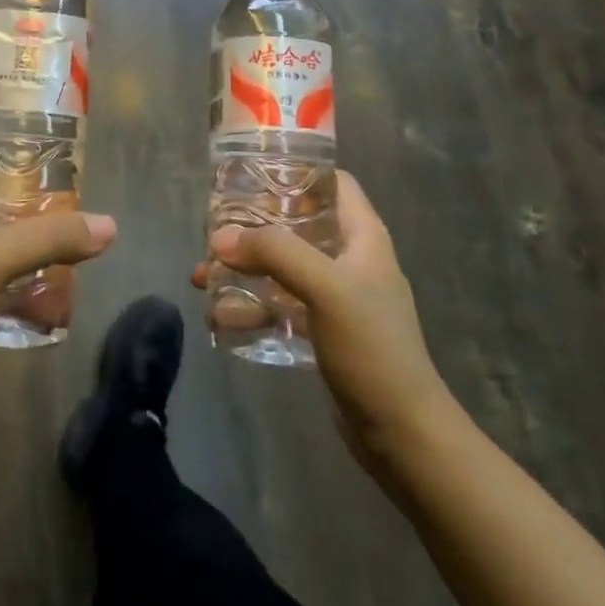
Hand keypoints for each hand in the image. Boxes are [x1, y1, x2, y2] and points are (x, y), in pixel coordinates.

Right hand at [194, 171, 457, 480]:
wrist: (402, 434)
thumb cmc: (372, 347)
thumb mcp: (325, 287)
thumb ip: (274, 253)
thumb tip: (220, 238)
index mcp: (362, 236)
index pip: (332, 182)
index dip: (296, 170)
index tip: (250, 172)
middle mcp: (350, 259)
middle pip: (296, 224)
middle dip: (252, 226)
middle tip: (213, 228)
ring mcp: (336, 297)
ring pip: (281, 267)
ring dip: (243, 269)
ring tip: (202, 277)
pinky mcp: (322, 331)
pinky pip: (279, 305)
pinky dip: (251, 306)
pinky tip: (219, 317)